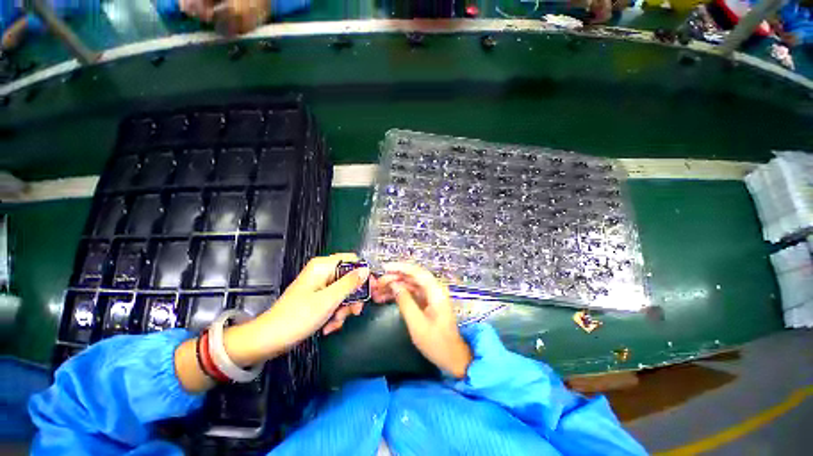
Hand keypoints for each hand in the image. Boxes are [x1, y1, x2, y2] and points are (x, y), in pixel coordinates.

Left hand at [177, 253, 367, 392]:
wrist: (269, 340)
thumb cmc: (298, 317)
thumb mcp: (329, 300)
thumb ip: (350, 283)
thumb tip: (366, 270)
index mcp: (323, 266)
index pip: (352, 260)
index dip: (363, 273)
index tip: (371, 289)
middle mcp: (322, 272)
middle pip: (349, 278)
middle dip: (352, 297)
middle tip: (354, 312)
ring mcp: (320, 285)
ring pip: (343, 292)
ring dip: (344, 309)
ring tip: (336, 323)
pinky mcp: (317, 298)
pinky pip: (334, 301)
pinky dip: (335, 313)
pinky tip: (329, 326)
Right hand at [371, 263, 471, 378]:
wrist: (452, 357)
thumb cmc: (437, 343)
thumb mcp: (417, 324)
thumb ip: (405, 302)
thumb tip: (393, 285)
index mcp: (436, 292)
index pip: (417, 272)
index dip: (400, 268)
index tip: (385, 268)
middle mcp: (433, 290)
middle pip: (412, 278)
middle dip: (394, 278)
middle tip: (377, 284)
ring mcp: (430, 296)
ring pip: (409, 285)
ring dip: (394, 286)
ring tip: (377, 291)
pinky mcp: (426, 303)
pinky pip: (410, 294)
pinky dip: (398, 294)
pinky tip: (385, 297)